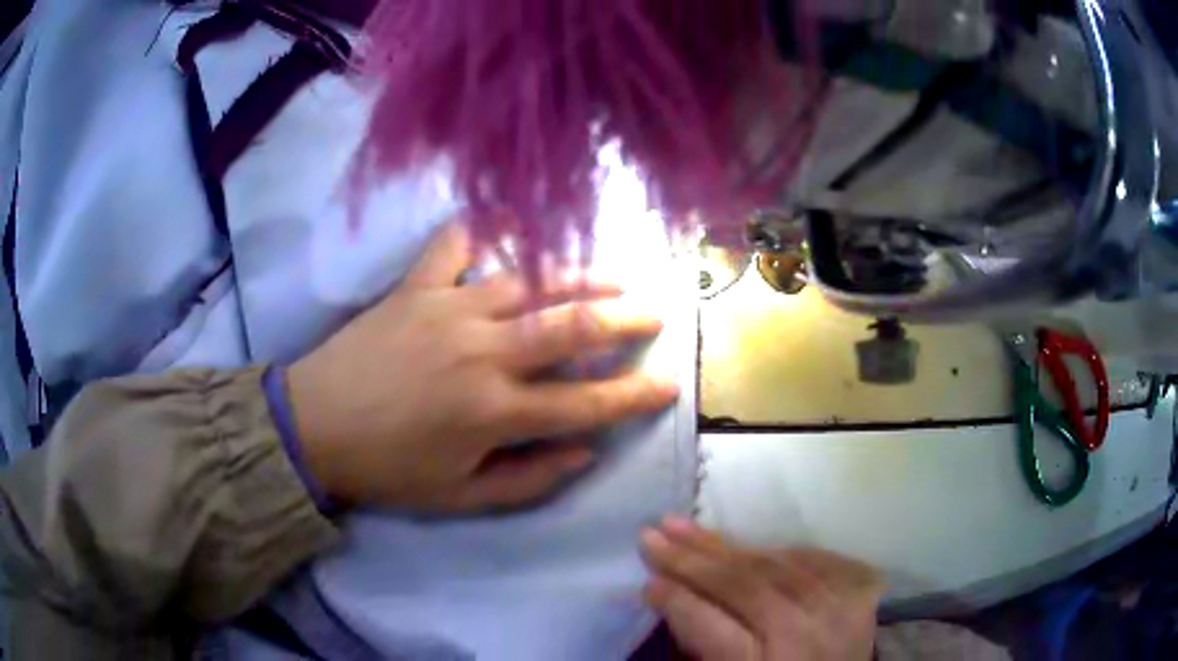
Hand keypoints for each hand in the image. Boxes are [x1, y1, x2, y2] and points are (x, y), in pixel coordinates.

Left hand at [287, 223, 678, 512]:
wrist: (313, 427)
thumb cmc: (388, 469)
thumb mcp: (460, 498)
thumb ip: (529, 479)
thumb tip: (585, 452)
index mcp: (495, 412)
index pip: (587, 403)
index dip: (635, 395)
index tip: (670, 383)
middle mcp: (483, 352)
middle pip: (572, 326)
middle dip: (625, 318)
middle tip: (657, 311)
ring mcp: (449, 309)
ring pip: (530, 282)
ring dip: (579, 276)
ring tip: (613, 274)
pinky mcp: (415, 287)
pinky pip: (453, 244)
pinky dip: (481, 226)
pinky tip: (506, 219)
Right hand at [641, 518, 882, 660]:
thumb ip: (703, 645)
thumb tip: (669, 594)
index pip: (715, 629)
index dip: (679, 602)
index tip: (646, 582)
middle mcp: (809, 636)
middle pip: (745, 588)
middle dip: (692, 561)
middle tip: (652, 536)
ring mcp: (842, 606)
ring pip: (774, 565)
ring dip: (724, 546)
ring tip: (686, 527)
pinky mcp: (860, 588)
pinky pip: (809, 556)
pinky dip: (774, 550)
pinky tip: (744, 544)